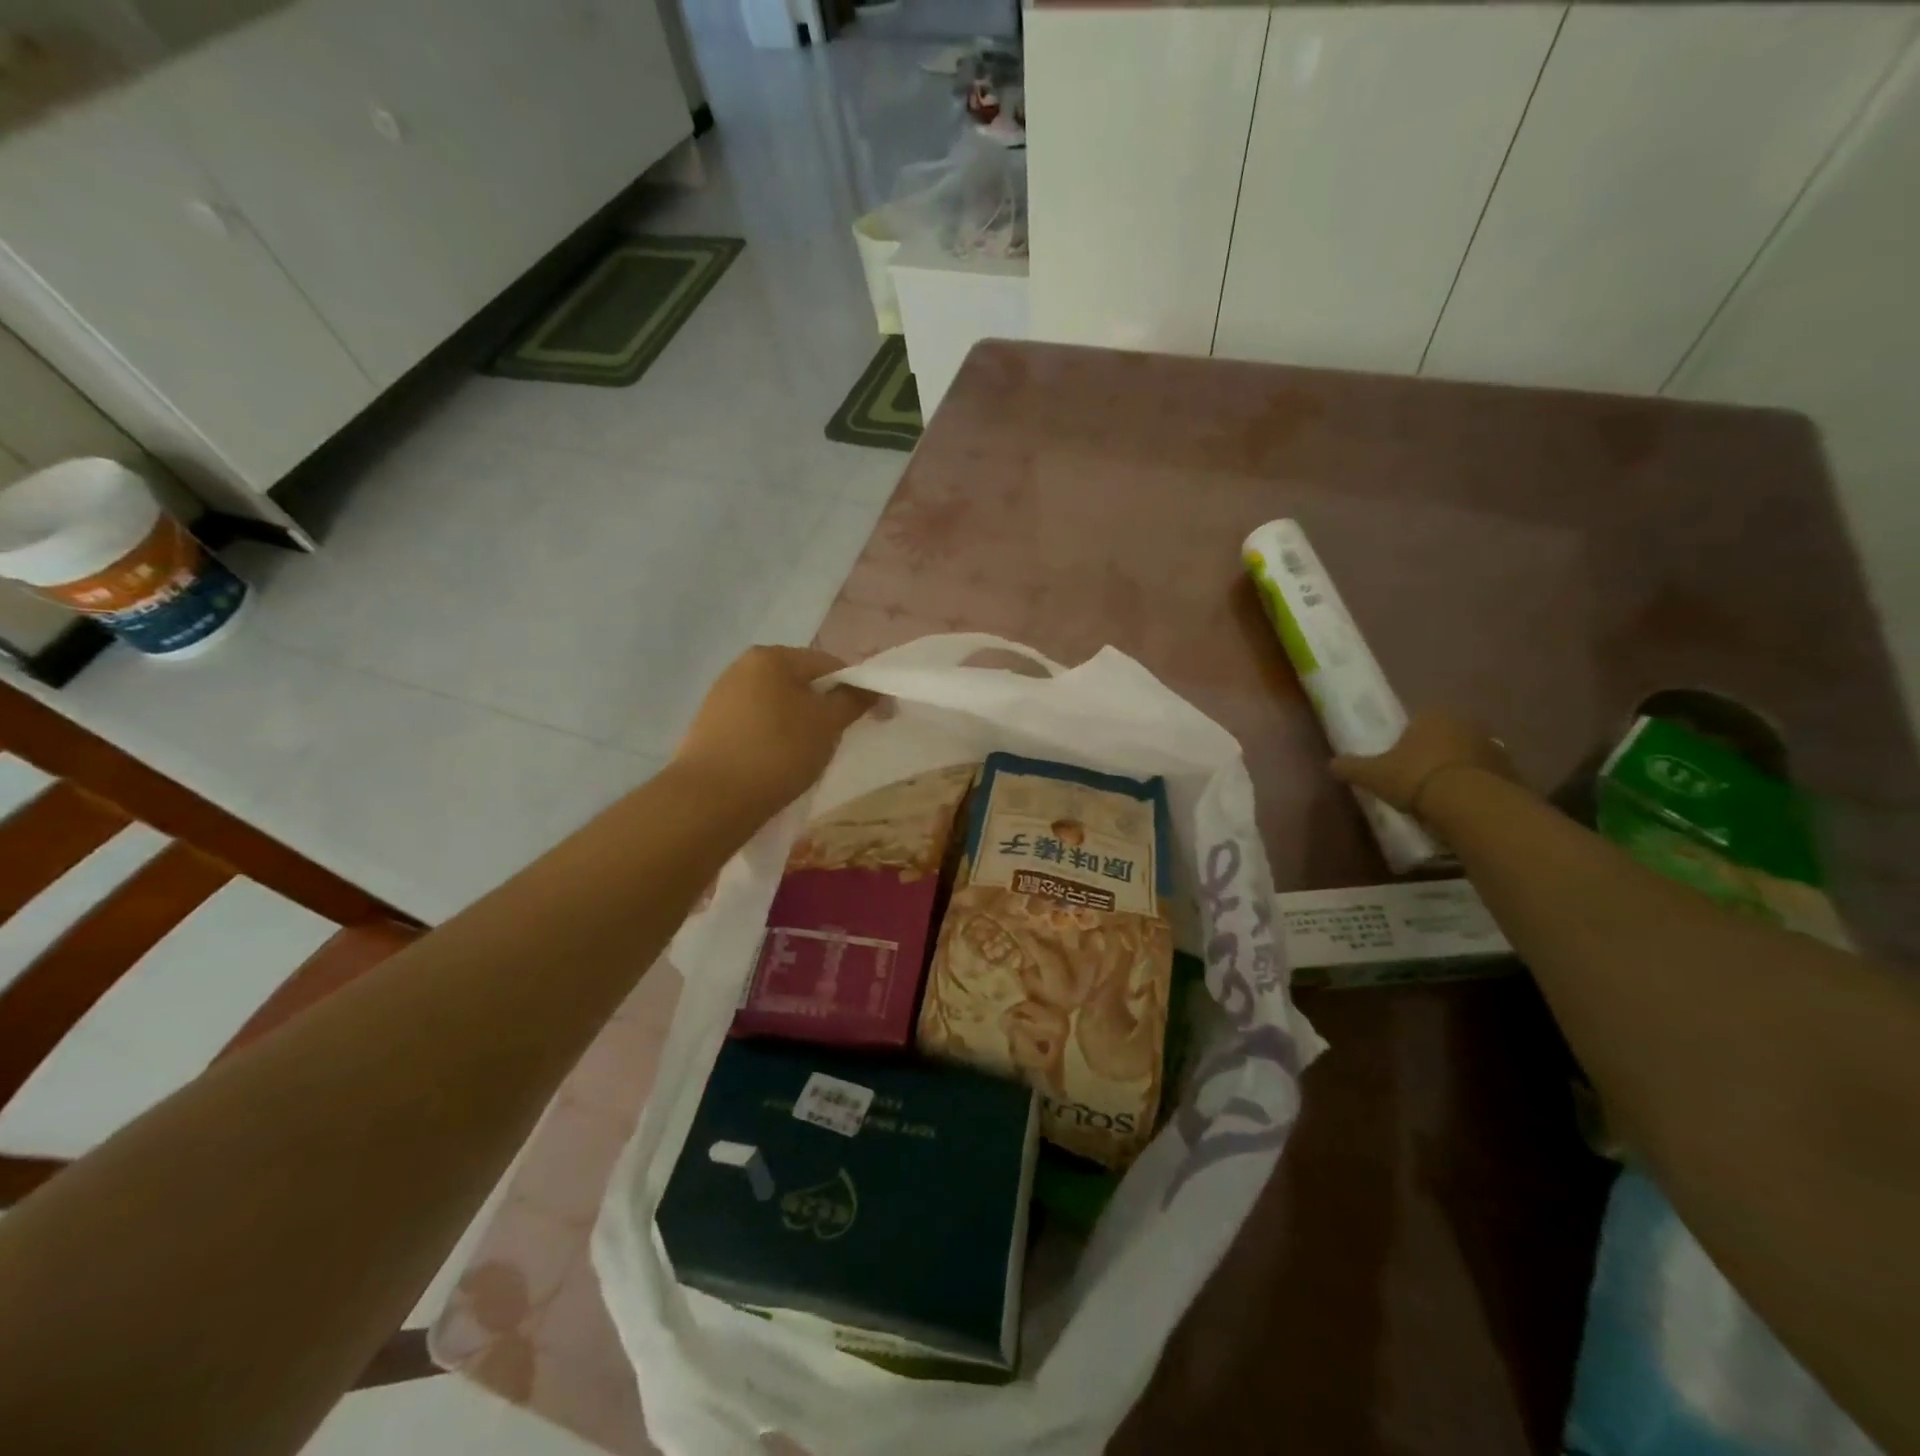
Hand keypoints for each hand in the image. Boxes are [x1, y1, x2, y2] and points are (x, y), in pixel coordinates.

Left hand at [673, 647, 877, 815]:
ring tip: (807, 757)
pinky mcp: (710, 726)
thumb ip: (853, 700)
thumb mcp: (827, 724)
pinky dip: (774, 739)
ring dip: (800, 725)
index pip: (829, 664)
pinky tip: (777, 764)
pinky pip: (756, 725)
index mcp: (772, 656)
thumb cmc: (777, 752)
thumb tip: (870, 688)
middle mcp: (742, 667)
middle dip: (825, 708)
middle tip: (838, 740)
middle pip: (801, 683)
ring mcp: (721, 696)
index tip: (873, 718)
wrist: (710, 799)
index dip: (857, 688)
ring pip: (778, 705)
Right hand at [1331, 711, 1516, 819]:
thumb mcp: (1373, 774)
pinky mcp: (1512, 772)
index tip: (1400, 758)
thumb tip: (1331, 763)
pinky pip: (1488, 777)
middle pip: (1446, 736)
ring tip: (1442, 795)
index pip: (1419, 719)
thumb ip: (1352, 767)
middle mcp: (1466, 724)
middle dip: (1435, 752)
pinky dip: (1477, 787)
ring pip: (1469, 755)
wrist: (1470, 803)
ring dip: (1458, 769)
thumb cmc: (1415, 778)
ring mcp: (1493, 747)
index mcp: (1432, 716)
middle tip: (1419, 777)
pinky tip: (1464, 805)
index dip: (1408, 738)